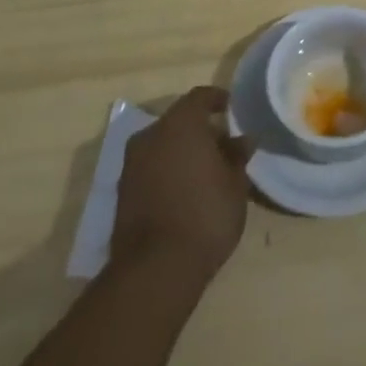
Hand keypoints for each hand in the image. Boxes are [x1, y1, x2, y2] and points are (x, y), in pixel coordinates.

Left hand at [112, 87, 253, 284]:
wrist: (156, 268)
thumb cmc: (206, 215)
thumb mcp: (235, 184)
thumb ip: (237, 156)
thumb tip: (242, 140)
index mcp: (181, 123)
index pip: (200, 96)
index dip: (218, 99)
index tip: (232, 110)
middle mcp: (151, 135)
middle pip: (179, 120)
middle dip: (201, 128)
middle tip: (225, 145)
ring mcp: (132, 163)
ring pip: (163, 143)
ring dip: (183, 150)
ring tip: (207, 170)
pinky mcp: (123, 190)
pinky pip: (151, 166)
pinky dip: (168, 169)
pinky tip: (186, 189)